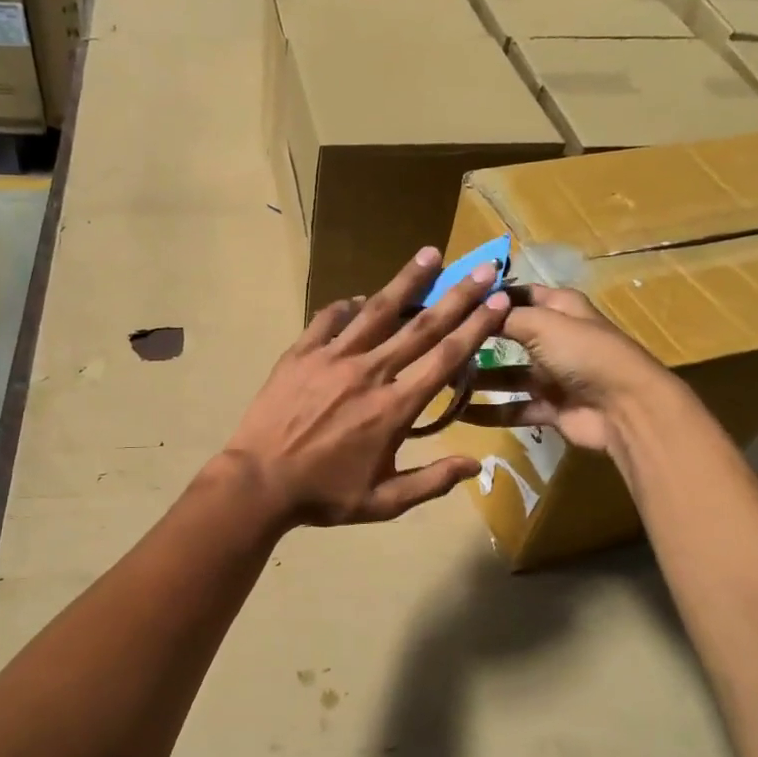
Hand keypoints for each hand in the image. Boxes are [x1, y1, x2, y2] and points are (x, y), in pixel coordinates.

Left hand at [223, 248, 510, 526]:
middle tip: (484, 268)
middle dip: (458, 295)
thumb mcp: (383, 502)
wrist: (258, 482)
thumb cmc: (323, 495)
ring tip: (430, 254)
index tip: (499, 301)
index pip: (445, 358)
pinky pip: (328, 320)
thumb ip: (431, 481)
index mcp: (394, 408)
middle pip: (421, 326)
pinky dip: (347, 306)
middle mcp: (370, 373)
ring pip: (377, 312)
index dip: (477, 328)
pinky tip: (359, 298)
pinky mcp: (300, 354)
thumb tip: (477, 465)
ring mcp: (332, 358)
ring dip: (407, 282)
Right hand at [457, 285, 666, 453]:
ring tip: (439, 377)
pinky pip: (512, 408)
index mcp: (560, 308)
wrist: (625, 409)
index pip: (517, 295)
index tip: (449, 301)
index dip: (487, 297)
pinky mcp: (550, 408)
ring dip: (476, 377)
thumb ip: (504, 317)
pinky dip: (487, 412)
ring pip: (505, 374)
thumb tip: (473, 306)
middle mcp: (555, 338)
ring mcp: (552, 376)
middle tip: (436, 341)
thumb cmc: (584, 353)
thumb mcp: (542, 323)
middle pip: (507, 335)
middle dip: (475, 338)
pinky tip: (455, 412)